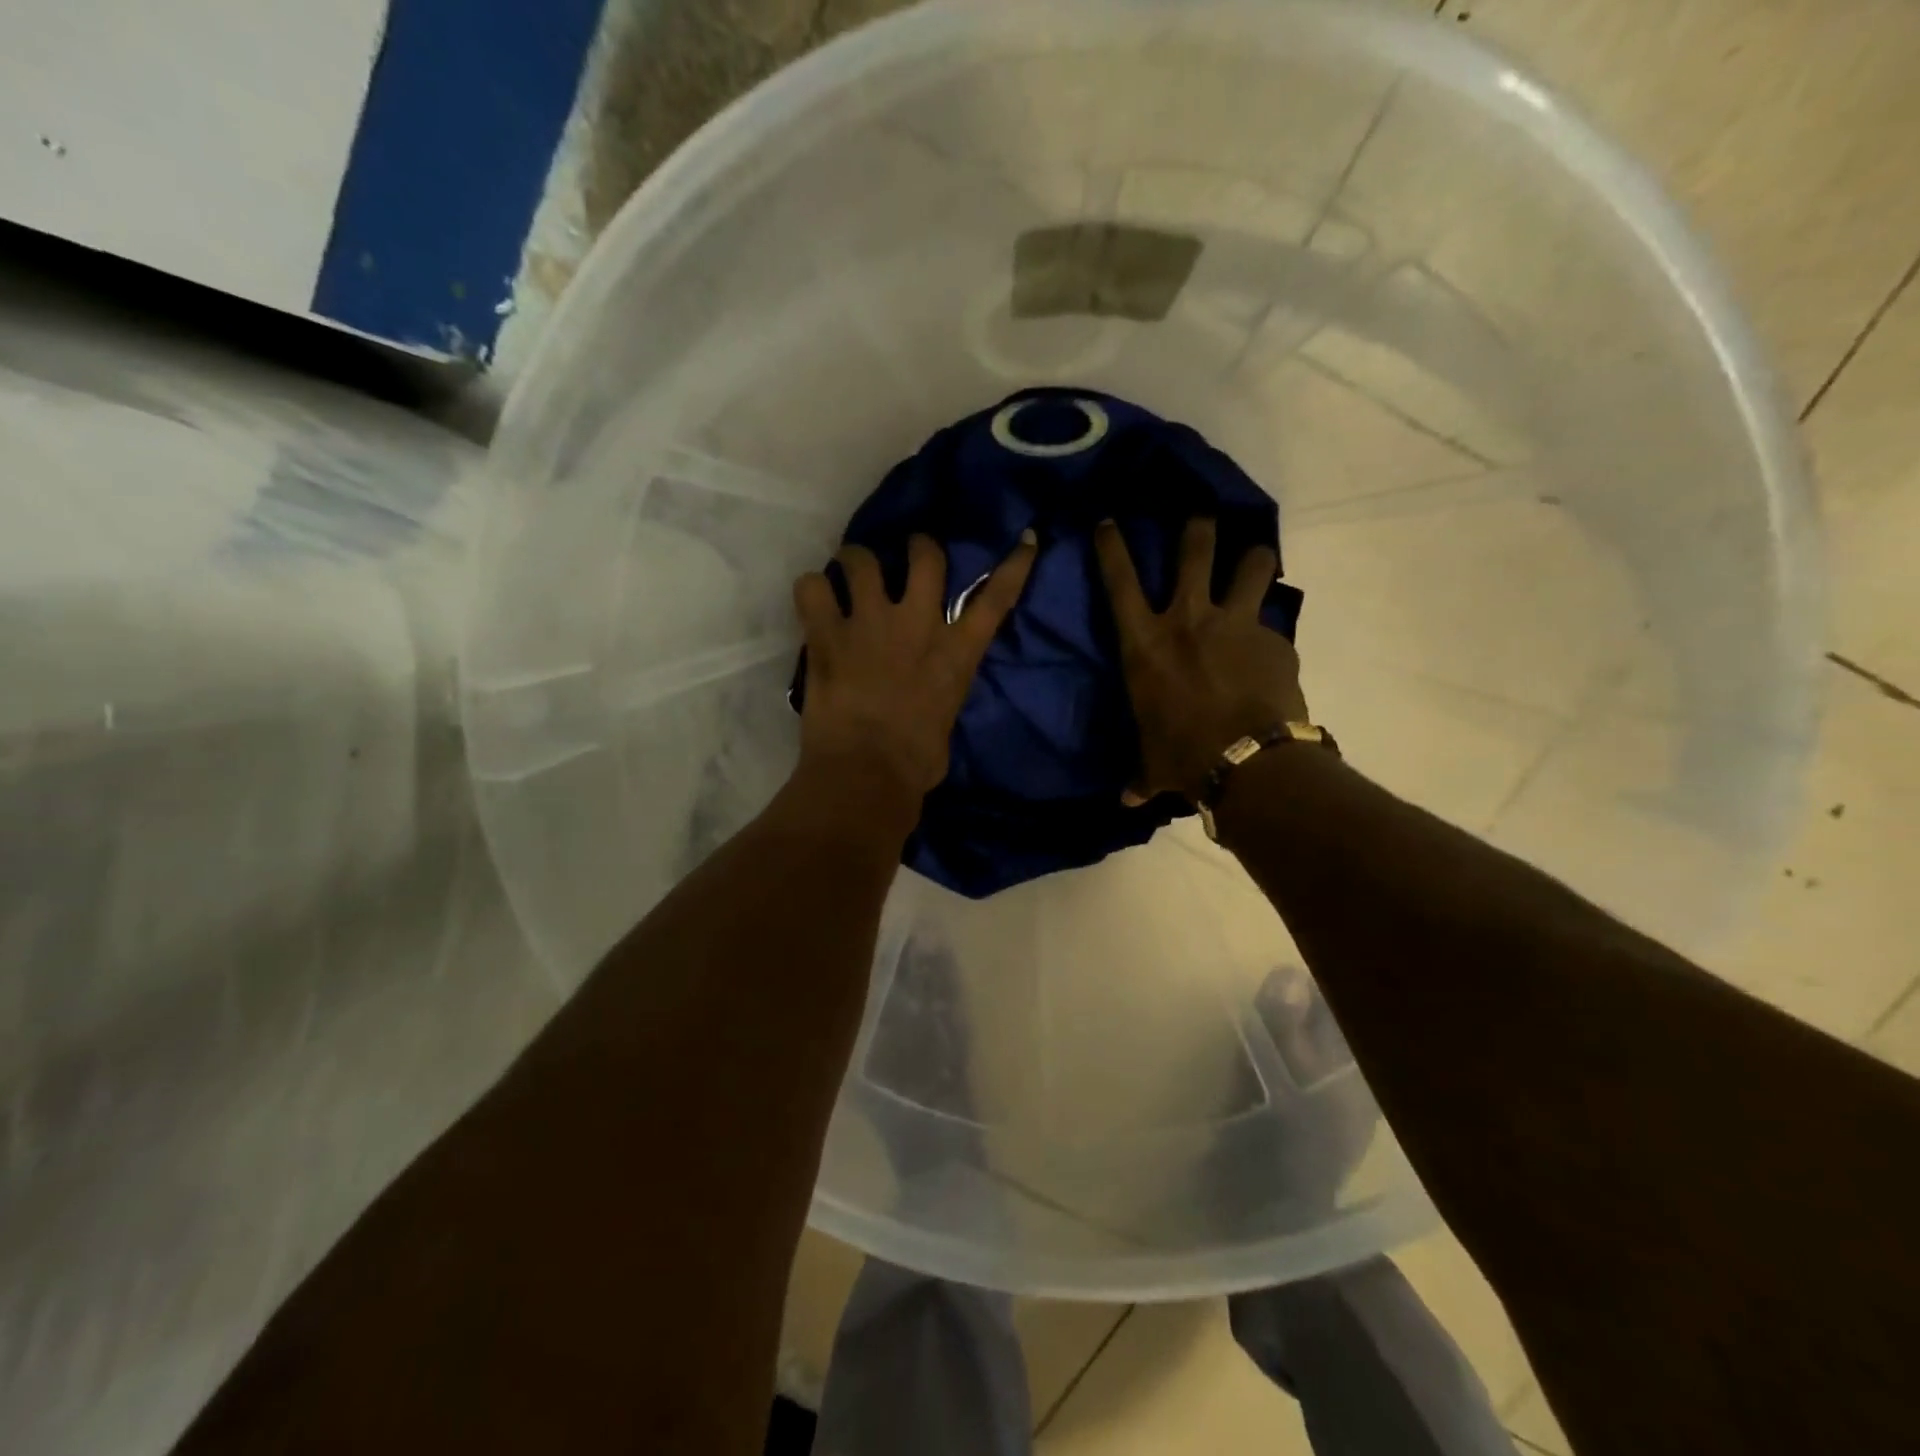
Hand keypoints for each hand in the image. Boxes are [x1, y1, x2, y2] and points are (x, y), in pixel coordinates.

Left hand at [793, 531, 1037, 805]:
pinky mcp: (827, 635)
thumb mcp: (945, 722)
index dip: (1013, 566)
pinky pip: (812, 588)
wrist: (867, 774)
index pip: (996, 599)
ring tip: (846, 571)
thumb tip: (926, 696)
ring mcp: (870, 624)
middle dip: (917, 547)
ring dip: (854, 560)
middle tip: (903, 552)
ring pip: (862, 559)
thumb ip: (938, 694)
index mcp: (956, 653)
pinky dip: (810, 590)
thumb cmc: (915, 765)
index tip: (1024, 539)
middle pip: (926, 557)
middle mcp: (918, 625)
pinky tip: (812, 601)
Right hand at [1095, 517, 1307, 803]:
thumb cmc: (1182, 756)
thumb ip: (1141, 774)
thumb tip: (1128, 799)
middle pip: (1195, 549)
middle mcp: (1189, 619)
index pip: (1119, 581)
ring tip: (1255, 558)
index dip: (1111, 546)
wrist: (1247, 761)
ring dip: (1253, 557)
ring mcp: (1236, 623)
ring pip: (1251, 564)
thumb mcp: (1153, 762)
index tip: (1108, 520)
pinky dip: (1270, 635)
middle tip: (1201, 515)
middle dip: (1197, 525)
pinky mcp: (1275, 640)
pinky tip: (1271, 654)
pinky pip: (1272, 626)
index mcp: (1146, 643)